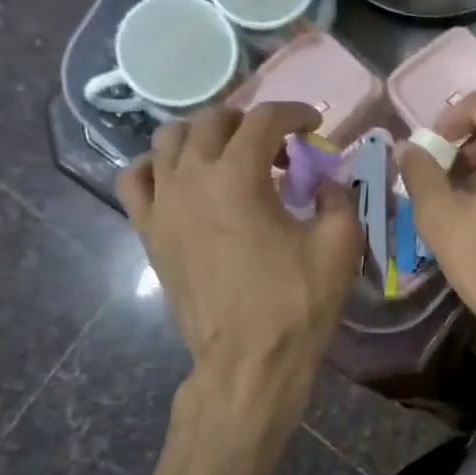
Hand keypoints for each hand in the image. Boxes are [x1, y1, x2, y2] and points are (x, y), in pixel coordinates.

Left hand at [119, 103, 360, 421]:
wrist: (248, 360)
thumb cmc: (297, 304)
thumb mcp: (339, 247)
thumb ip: (338, 200)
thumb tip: (328, 183)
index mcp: (238, 176)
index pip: (264, 120)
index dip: (294, 113)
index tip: (314, 124)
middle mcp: (191, 177)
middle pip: (213, 122)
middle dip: (250, 122)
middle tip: (277, 146)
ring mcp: (162, 204)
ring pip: (169, 141)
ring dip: (204, 136)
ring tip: (229, 156)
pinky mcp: (149, 232)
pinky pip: (136, 179)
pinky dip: (157, 166)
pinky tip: (179, 178)